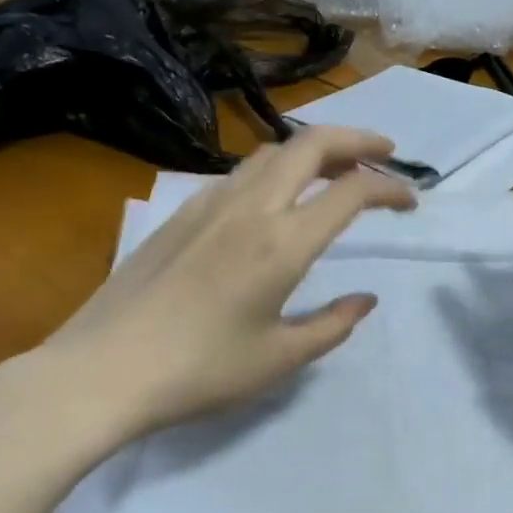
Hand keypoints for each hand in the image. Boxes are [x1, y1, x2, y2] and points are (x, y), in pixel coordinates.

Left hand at [24, 127, 415, 442]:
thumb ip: (332, 325)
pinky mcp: (181, 212)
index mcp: (283, 243)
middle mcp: (251, 207)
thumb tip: (364, 300)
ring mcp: (210, 204)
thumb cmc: (199, 371)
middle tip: (385, 153)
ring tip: (336, 170)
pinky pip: (241, 173)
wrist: (102, 370)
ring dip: (313, 150)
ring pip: (272, 152)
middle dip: (357, 140)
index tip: (410, 202)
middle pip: (312, 144)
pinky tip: (275, 200)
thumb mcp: (279, 358)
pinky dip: (276, 169)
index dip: (390, 189)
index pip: (351, 192)